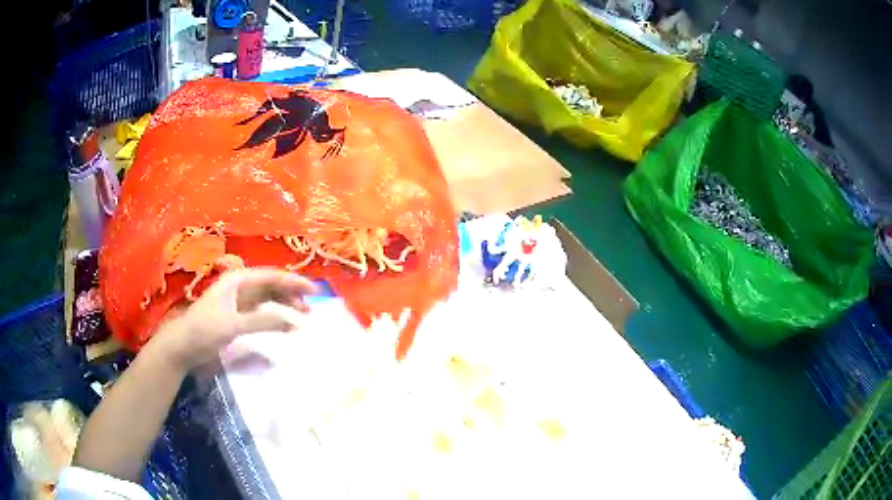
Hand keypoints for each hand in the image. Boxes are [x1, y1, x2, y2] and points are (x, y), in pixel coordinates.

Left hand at [152, 268, 316, 370]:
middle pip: (271, 286)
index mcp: (238, 280)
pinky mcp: (236, 316)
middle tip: (310, 309)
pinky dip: (274, 317)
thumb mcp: (234, 325)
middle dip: (291, 294)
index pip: (272, 276)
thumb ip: (264, 321)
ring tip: (302, 317)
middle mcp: (239, 286)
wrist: (183, 346)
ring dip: (284, 306)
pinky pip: (261, 312)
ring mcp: (238, 301)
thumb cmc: (205, 330)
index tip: (315, 291)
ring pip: (267, 299)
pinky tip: (284, 325)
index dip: (294, 282)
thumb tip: (295, 321)